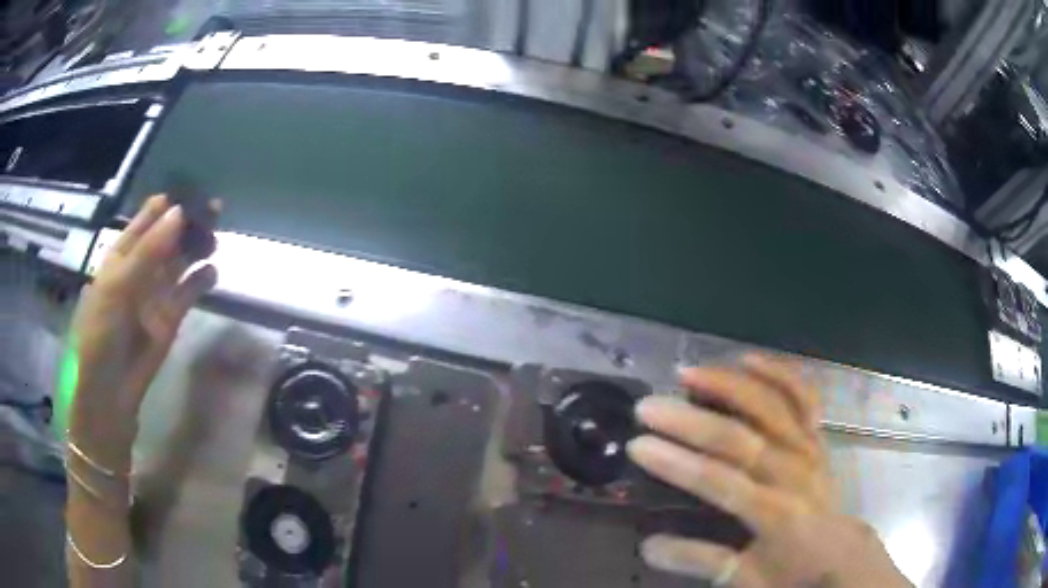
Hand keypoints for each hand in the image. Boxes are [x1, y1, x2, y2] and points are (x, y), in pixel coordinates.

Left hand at [68, 195, 217, 472]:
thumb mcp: (117, 287)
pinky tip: (212, 271)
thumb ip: (147, 251)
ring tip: (215, 235)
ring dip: (196, 248)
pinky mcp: (171, 320)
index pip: (142, 224)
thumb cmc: (101, 333)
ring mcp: (155, 295)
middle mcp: (139, 272)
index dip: (161, 207)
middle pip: (165, 239)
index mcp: (119, 259)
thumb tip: (179, 213)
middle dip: (186, 223)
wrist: (110, 393)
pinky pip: (189, 293)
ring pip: (179, 263)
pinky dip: (201, 281)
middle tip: (212, 207)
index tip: (184, 191)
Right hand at [628, 355, 910, 587]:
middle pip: (739, 438)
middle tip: (648, 407)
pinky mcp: (816, 435)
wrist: (841, 553)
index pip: (721, 482)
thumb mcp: (746, 577)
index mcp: (775, 512)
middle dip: (690, 421)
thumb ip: (700, 561)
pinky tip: (748, 360)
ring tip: (688, 373)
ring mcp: (808, 446)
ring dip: (729, 385)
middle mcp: (793, 471)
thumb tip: (648, 545)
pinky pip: (802, 396)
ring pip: (770, 405)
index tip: (639, 446)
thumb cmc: (792, 569)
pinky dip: (778, 373)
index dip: (679, 464)